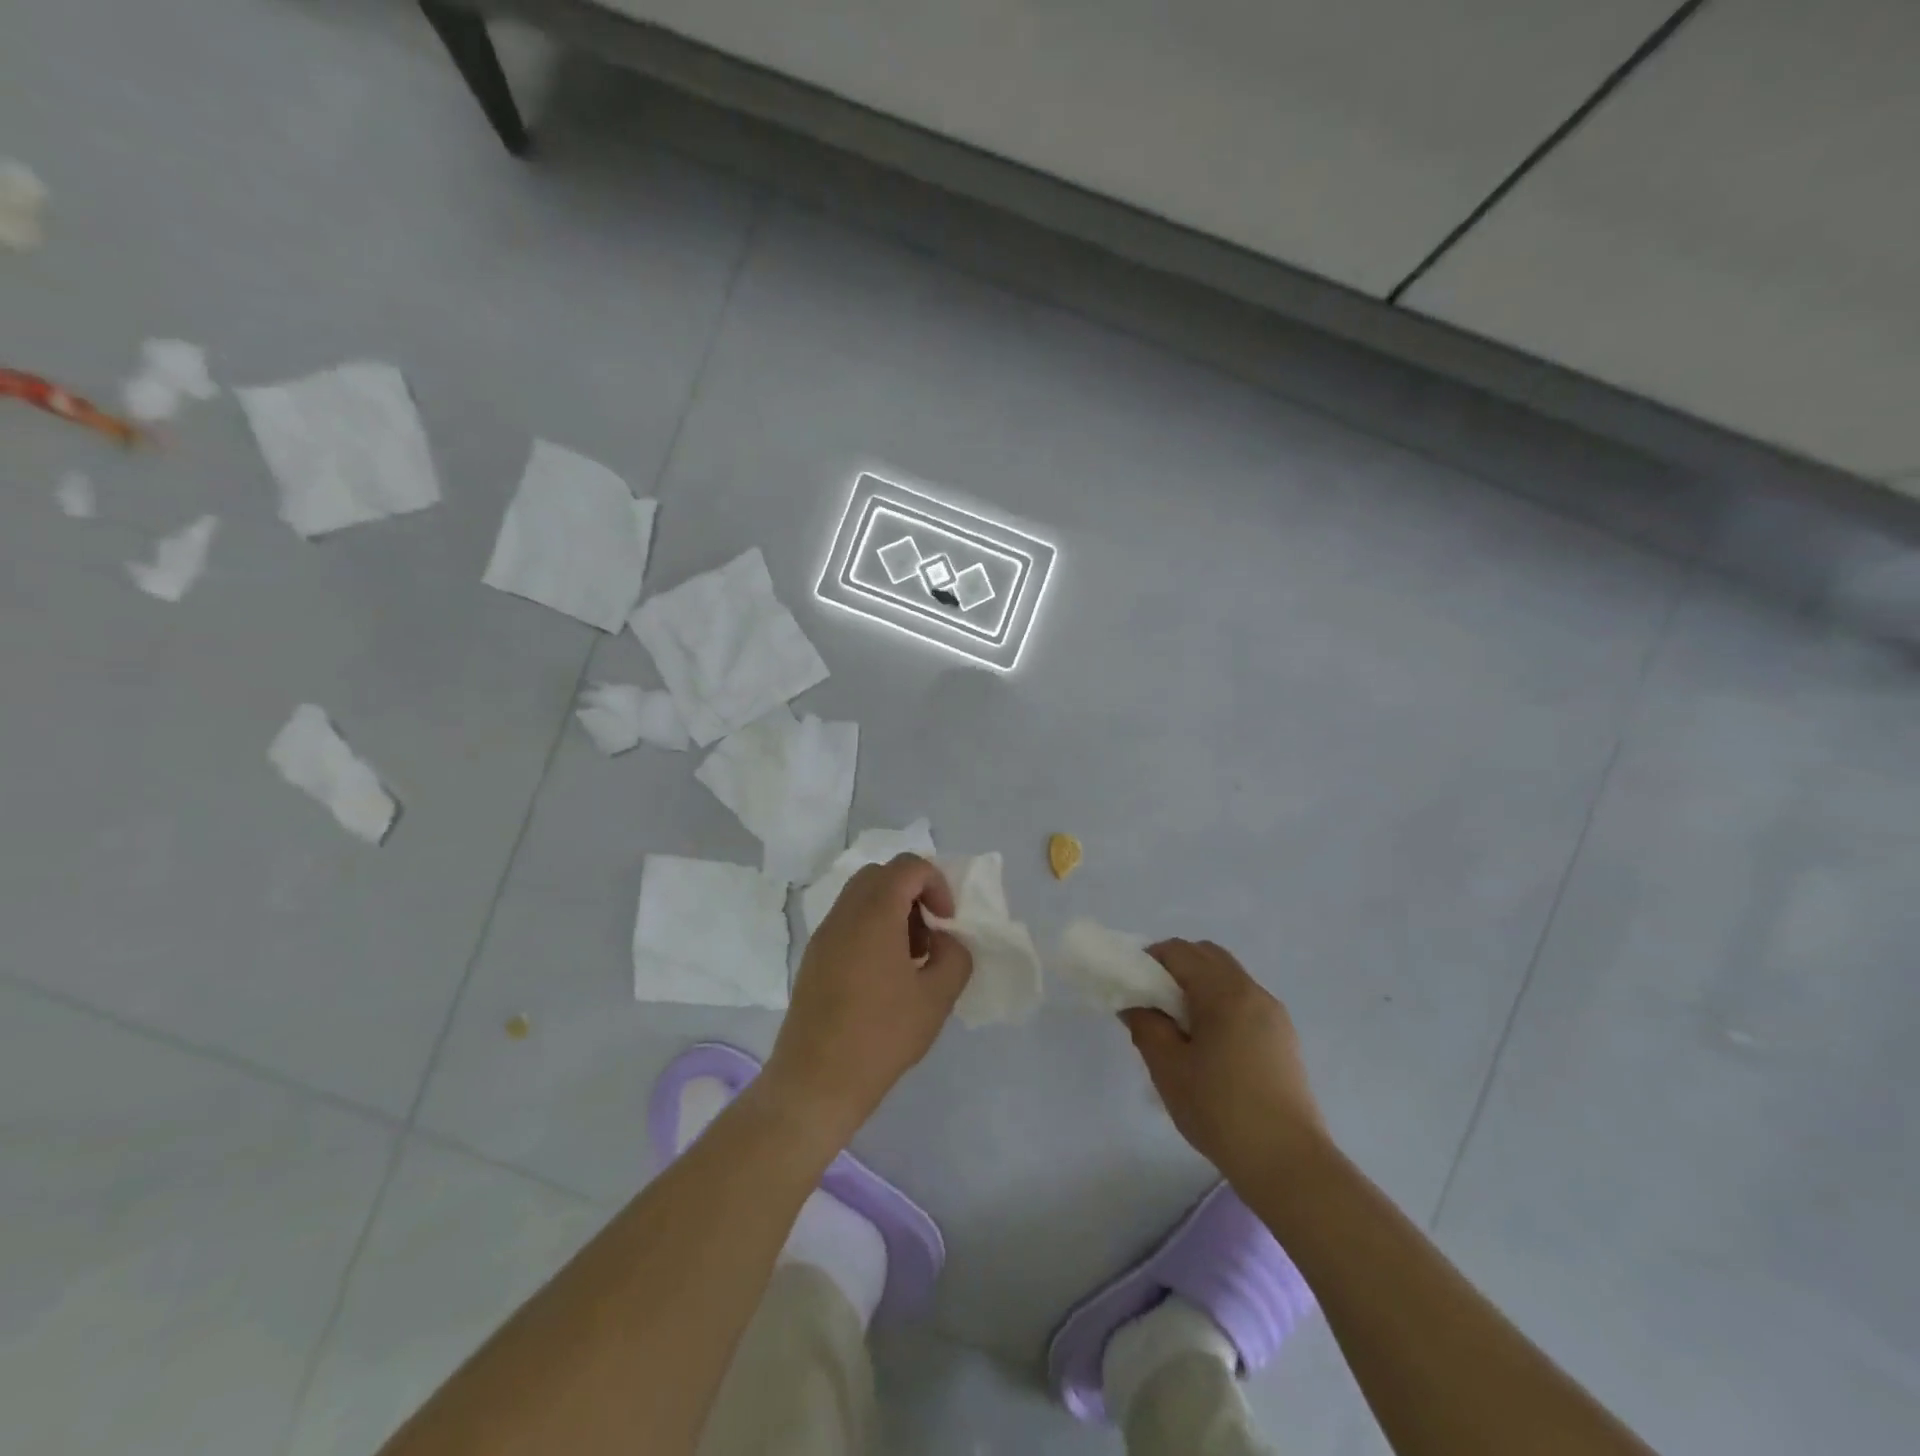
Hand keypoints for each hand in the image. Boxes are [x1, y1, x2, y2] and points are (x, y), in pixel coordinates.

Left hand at [761, 855, 972, 1145]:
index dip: (937, 884)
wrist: (816, 1081)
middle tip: (929, 934)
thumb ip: (954, 956)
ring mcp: (824, 934)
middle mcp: (845, 913)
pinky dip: (872, 928)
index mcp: (875, 913)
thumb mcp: (936, 998)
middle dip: (913, 893)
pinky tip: (883, 976)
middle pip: (882, 875)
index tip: (947, 922)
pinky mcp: (814, 957)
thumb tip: (944, 940)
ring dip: (892, 911)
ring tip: (910, 958)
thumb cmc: (881, 1036)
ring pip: (862, 896)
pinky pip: (847, 921)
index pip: (909, 866)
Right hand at [1122, 940, 1327, 1185]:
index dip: (1150, 960)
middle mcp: (1252, 992)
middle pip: (1207, 956)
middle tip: (1154, 1002)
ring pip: (1228, 977)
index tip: (1133, 986)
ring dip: (1199, 986)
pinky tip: (1210, 1045)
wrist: (1288, 1163)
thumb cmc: (1220, 1110)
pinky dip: (1220, 1004)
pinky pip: (1244, 1001)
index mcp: (1224, 992)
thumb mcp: (1168, 1068)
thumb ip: (1146, 1026)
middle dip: (1176, 967)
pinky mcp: (1284, 1037)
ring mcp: (1273, 1014)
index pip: (1180, 951)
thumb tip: (1135, 1004)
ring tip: (1180, 1027)